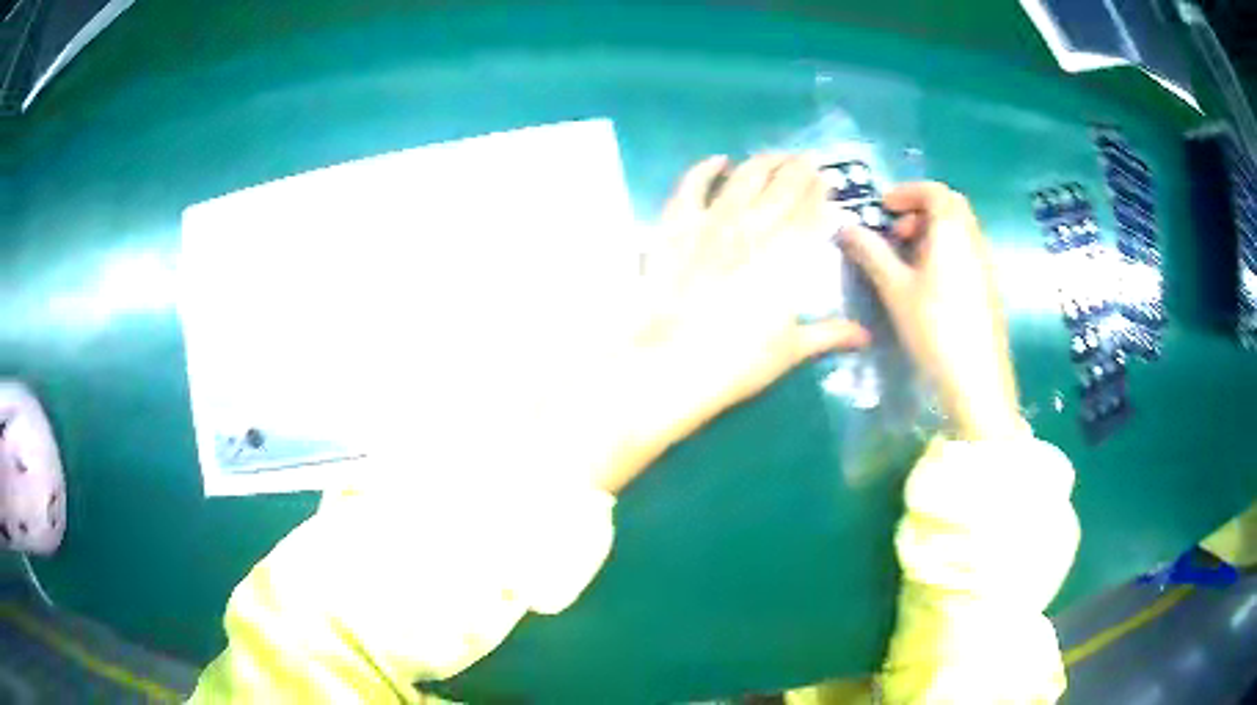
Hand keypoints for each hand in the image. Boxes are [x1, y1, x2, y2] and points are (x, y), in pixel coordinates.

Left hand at [592, 155, 869, 491]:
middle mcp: (755, 228)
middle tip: (808, 158)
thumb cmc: (738, 361)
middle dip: (799, 169)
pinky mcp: (676, 225)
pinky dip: (705, 169)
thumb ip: (829, 334)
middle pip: (783, 187)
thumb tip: (864, 337)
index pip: (812, 212)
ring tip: (775, 155)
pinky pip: (692, 186)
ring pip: (745, 178)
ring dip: (763, 162)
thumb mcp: (791, 350)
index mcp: (788, 256)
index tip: (828, 178)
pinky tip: (717, 160)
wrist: (673, 361)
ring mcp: (713, 222)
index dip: (821, 191)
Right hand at [836, 182, 1020, 440]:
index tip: (884, 207)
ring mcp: (986, 265)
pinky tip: (929, 285)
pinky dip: (946, 252)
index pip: (934, 191)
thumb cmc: (934, 327)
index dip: (907, 192)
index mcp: (952, 231)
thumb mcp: (895, 288)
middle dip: (920, 210)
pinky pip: (966, 253)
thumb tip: (845, 227)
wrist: (977, 378)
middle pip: (950, 207)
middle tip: (895, 233)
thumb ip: (871, 252)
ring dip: (932, 232)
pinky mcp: (989, 288)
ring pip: (960, 231)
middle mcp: (974, 240)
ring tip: (908, 261)